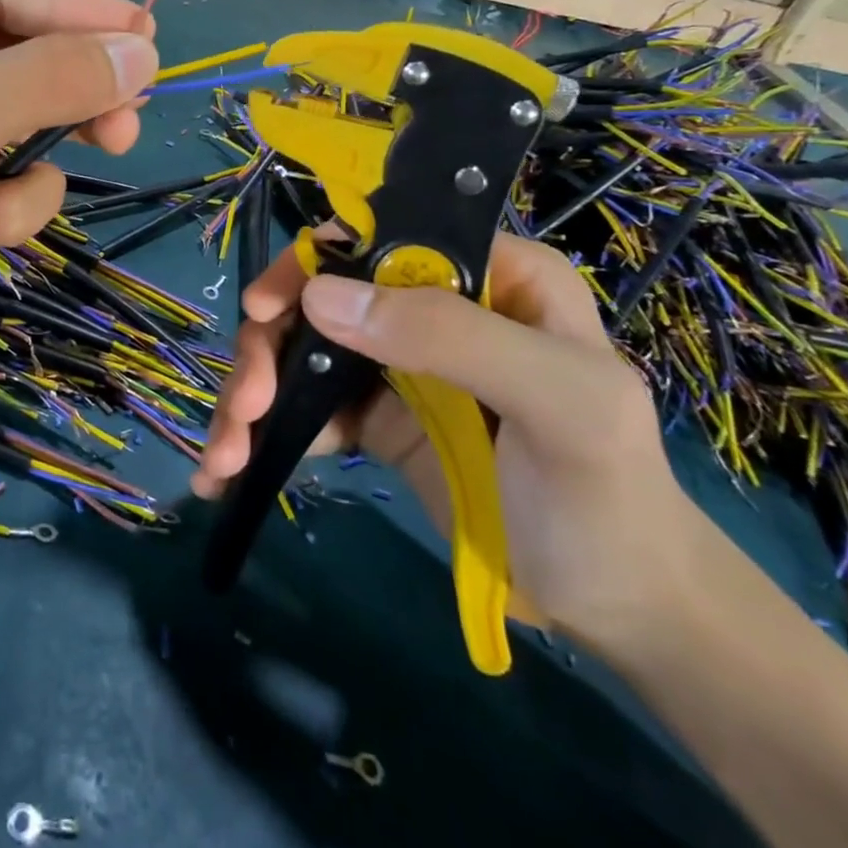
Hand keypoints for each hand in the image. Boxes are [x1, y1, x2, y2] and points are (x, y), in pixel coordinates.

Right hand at [191, 233, 702, 653]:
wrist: (622, 611)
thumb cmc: (608, 496)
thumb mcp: (559, 404)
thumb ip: (450, 336)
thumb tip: (321, 295)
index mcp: (486, 274)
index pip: (379, 237)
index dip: (311, 263)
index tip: (264, 310)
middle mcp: (430, 305)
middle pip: (321, 296)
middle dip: (268, 347)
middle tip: (243, 406)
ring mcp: (397, 362)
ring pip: (300, 348)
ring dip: (253, 393)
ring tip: (225, 453)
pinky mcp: (375, 416)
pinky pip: (306, 403)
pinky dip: (265, 430)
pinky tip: (233, 469)